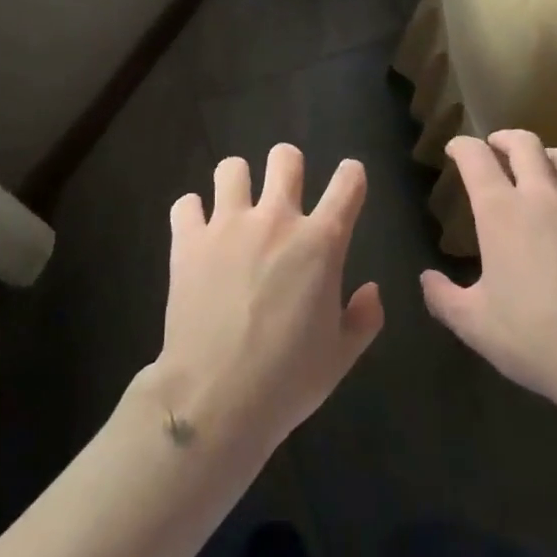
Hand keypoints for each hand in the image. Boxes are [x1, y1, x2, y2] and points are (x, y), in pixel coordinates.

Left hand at [152, 145, 383, 459]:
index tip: (349, 181)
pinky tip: (197, 233)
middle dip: (289, 166)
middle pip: (285, 158)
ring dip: (237, 183)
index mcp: (320, 243)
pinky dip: (192, 214)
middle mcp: (276, 220)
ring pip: (231, 168)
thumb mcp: (341, 356)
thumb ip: (364, 318)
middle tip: (284, 192)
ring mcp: (228, 225)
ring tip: (236, 207)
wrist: (215, 398)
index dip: (352, 175)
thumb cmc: (287, 380)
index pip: (348, 183)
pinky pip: (186, 204)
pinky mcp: (188, 240)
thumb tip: (370, 289)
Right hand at [420, 131, 556, 423]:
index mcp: (501, 212)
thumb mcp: (475, 325)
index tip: (455, 148)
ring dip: (548, 155)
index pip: (475, 158)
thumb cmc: (536, 338)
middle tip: (497, 147)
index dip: (461, 146)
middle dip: (505, 138)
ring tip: (542, 167)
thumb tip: (427, 279)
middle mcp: (542, 196)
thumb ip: (444, 298)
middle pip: (524, 144)